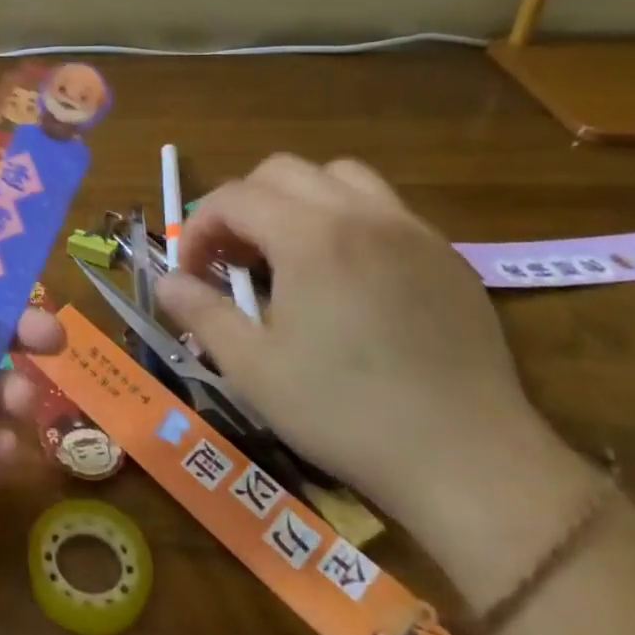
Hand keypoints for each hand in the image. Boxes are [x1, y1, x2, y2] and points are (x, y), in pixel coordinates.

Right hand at [156, 154, 583, 544]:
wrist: (470, 462)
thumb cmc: (346, 414)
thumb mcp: (252, 368)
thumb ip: (200, 311)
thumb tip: (165, 282)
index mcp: (311, 236)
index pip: (233, 197)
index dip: (198, 228)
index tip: (191, 273)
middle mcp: (361, 215)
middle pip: (282, 171)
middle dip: (242, 205)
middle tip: (233, 259)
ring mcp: (411, 231)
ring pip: (339, 177)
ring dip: (297, 200)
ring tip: (288, 252)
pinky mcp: (446, 256)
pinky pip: (383, 208)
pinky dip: (346, 219)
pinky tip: (346, 276)